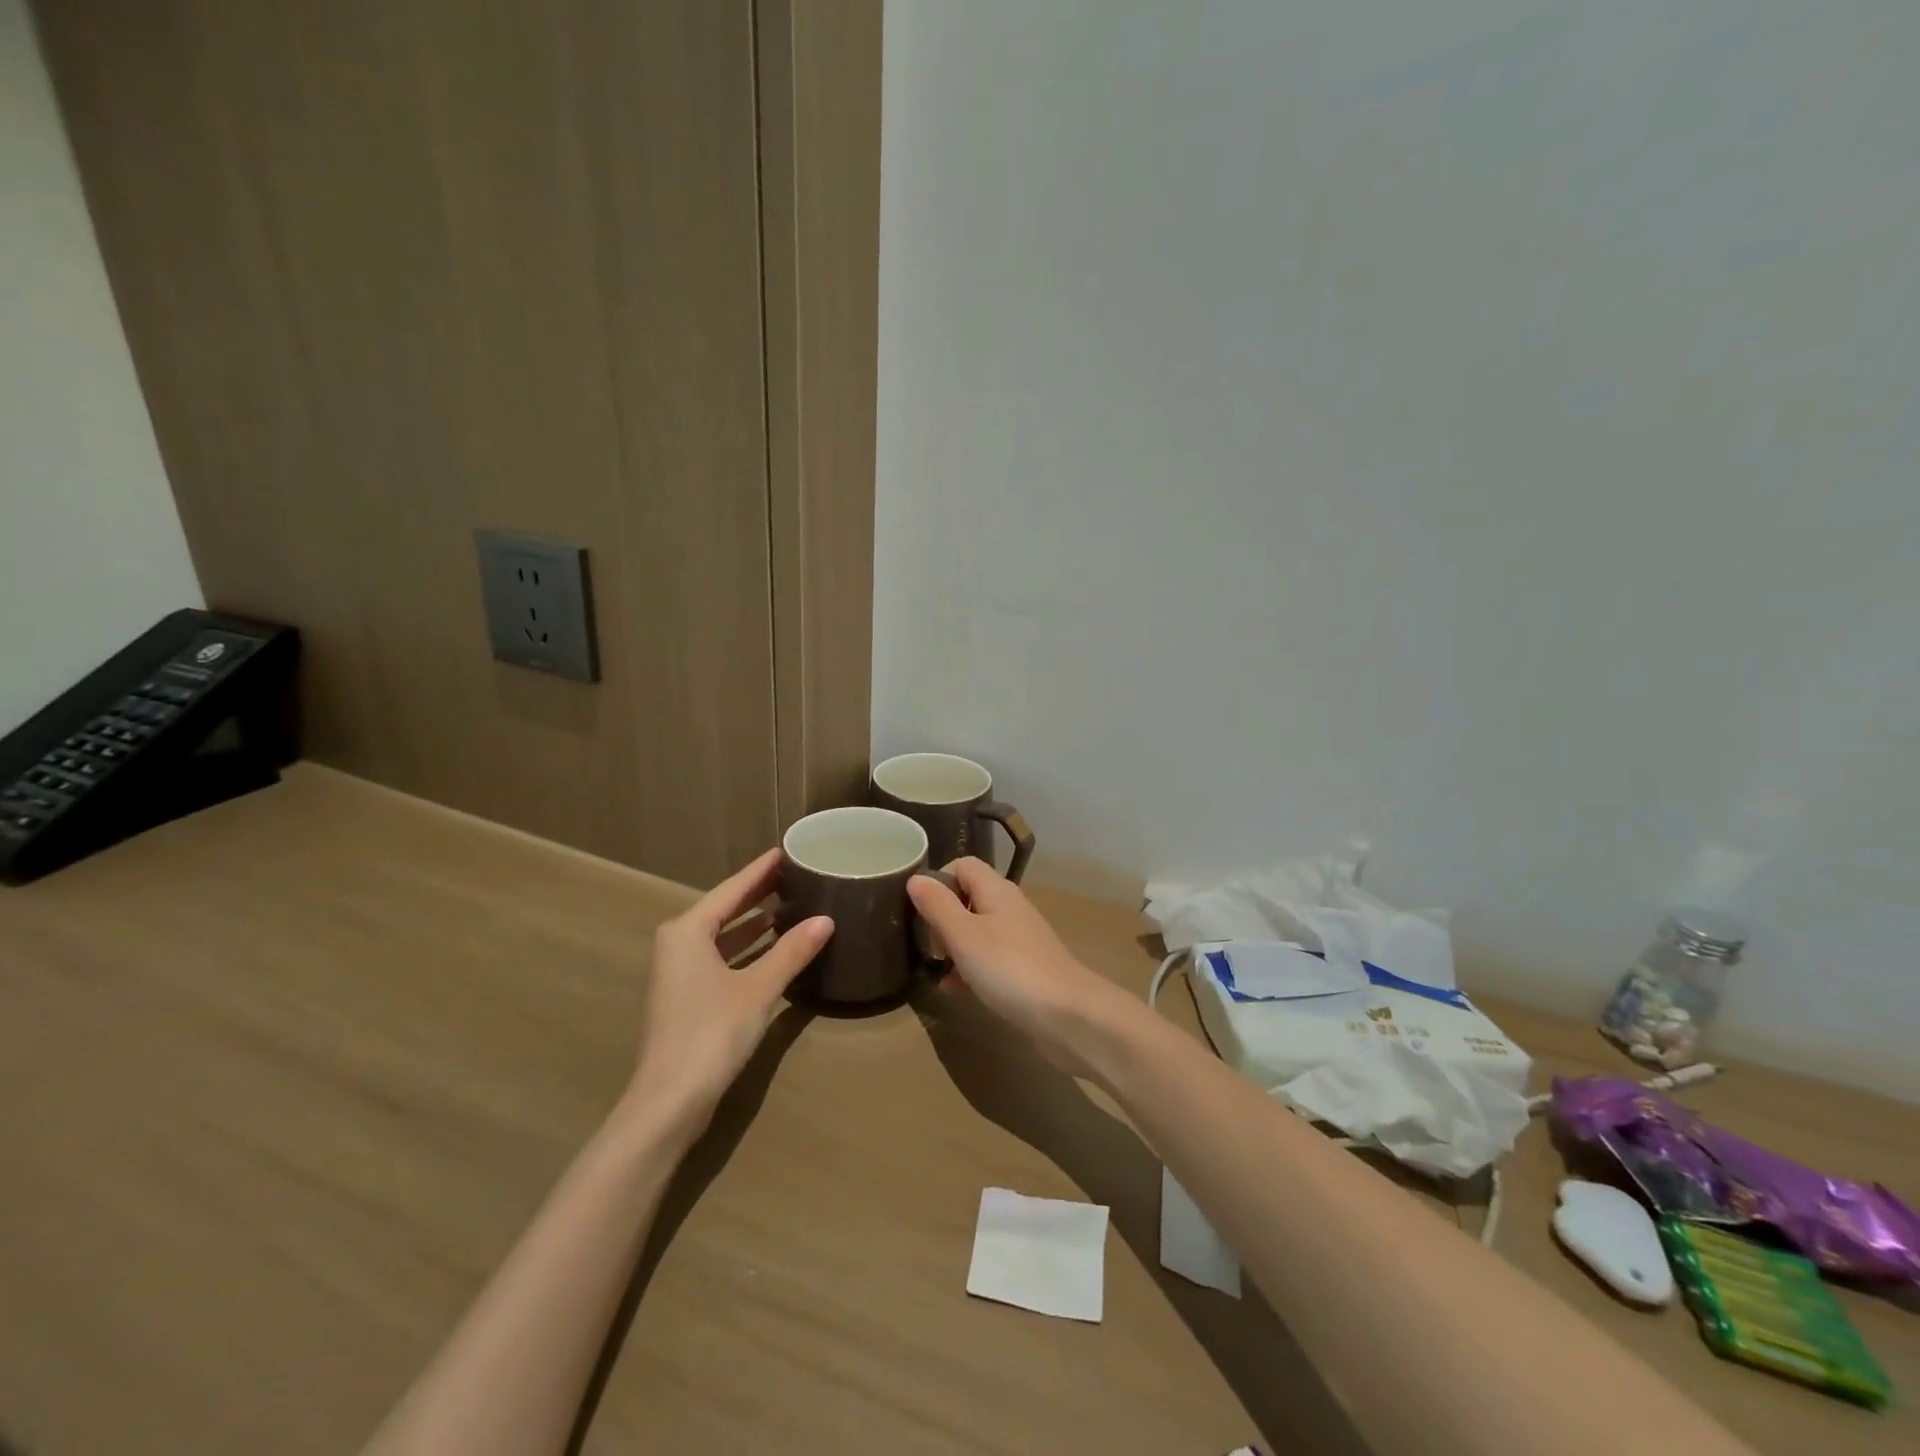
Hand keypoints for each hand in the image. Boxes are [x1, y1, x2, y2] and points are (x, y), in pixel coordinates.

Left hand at [624, 848, 831, 1135]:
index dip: (760, 870)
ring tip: (790, 905)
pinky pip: (721, 958)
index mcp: (687, 931)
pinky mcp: (687, 999)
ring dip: (753, 923)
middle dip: (758, 893)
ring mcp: (679, 973)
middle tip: (794, 874)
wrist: (669, 1101)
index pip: (732, 889)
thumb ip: (792, 951)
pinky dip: (746, 949)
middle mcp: (678, 945)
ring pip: (722, 936)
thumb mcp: (758, 988)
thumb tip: (826, 919)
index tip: (786, 851)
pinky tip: (773, 948)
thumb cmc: (711, 1033)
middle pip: (724, 909)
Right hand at [907, 858, 1135, 1074]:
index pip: (963, 865)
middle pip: (969, 897)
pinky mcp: (1025, 968)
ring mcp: (1020, 938)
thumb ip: (938, 905)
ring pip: (978, 930)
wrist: (1069, 1015)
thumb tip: (916, 878)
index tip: (920, 908)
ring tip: (935, 968)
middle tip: (926, 942)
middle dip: (943, 916)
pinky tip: (954, 991)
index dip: (938, 879)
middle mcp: (1009, 907)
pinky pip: (990, 959)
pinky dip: (970, 969)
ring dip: (954, 946)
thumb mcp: (964, 936)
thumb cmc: (1010, 968)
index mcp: (996, 890)